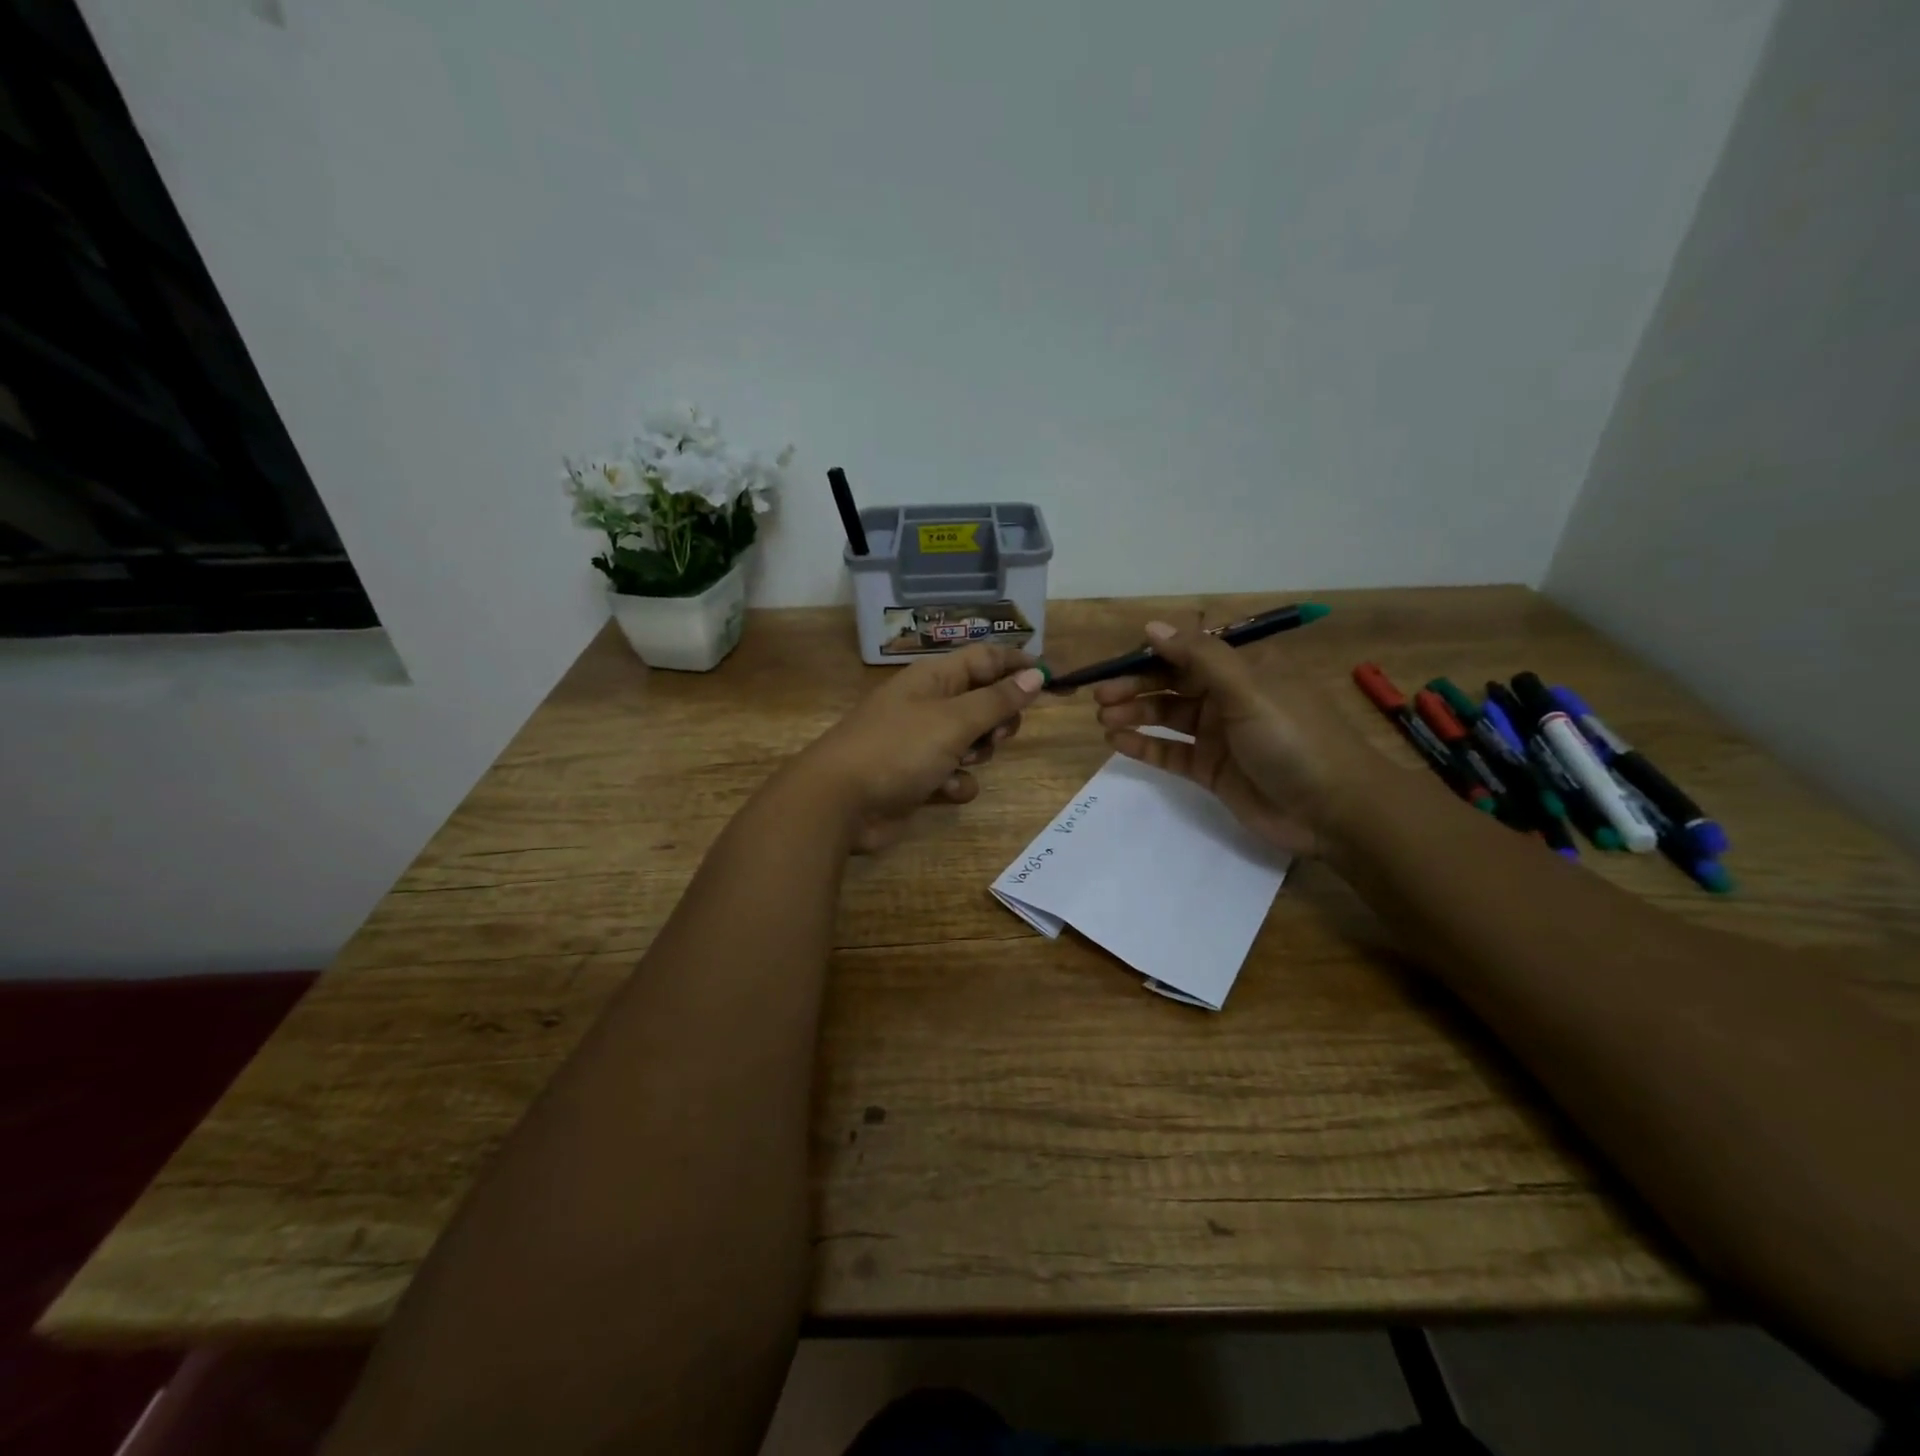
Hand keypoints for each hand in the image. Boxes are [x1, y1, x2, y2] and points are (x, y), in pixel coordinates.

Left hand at [797, 645, 1047, 852]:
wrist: (841, 802)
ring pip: (974, 744)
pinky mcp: (919, 780)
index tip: (1053, 678)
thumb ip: (997, 700)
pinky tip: (941, 791)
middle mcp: (929, 706)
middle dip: (998, 720)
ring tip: (959, 762)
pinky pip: (956, 777)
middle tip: (997, 734)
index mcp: (933, 679)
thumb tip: (1036, 674)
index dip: (1018, 664)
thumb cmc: (898, 748)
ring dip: (976, 756)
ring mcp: (922, 744)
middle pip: (984, 703)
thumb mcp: (953, 720)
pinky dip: (954, 784)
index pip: (985, 659)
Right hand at [1089, 621, 1372, 855]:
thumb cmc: (1294, 738)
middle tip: (1100, 697)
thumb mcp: (1249, 689)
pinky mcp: (1211, 769)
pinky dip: (1144, 745)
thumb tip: (1152, 627)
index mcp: (1244, 668)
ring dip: (1134, 714)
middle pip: (1171, 683)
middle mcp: (1228, 696)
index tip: (1114, 664)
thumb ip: (1199, 657)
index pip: (1187, 652)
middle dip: (1135, 686)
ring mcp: (1218, 734)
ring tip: (1103, 719)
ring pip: (1166, 716)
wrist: (1334, 810)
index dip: (1150, 655)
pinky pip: (1170, 752)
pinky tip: (1117, 742)